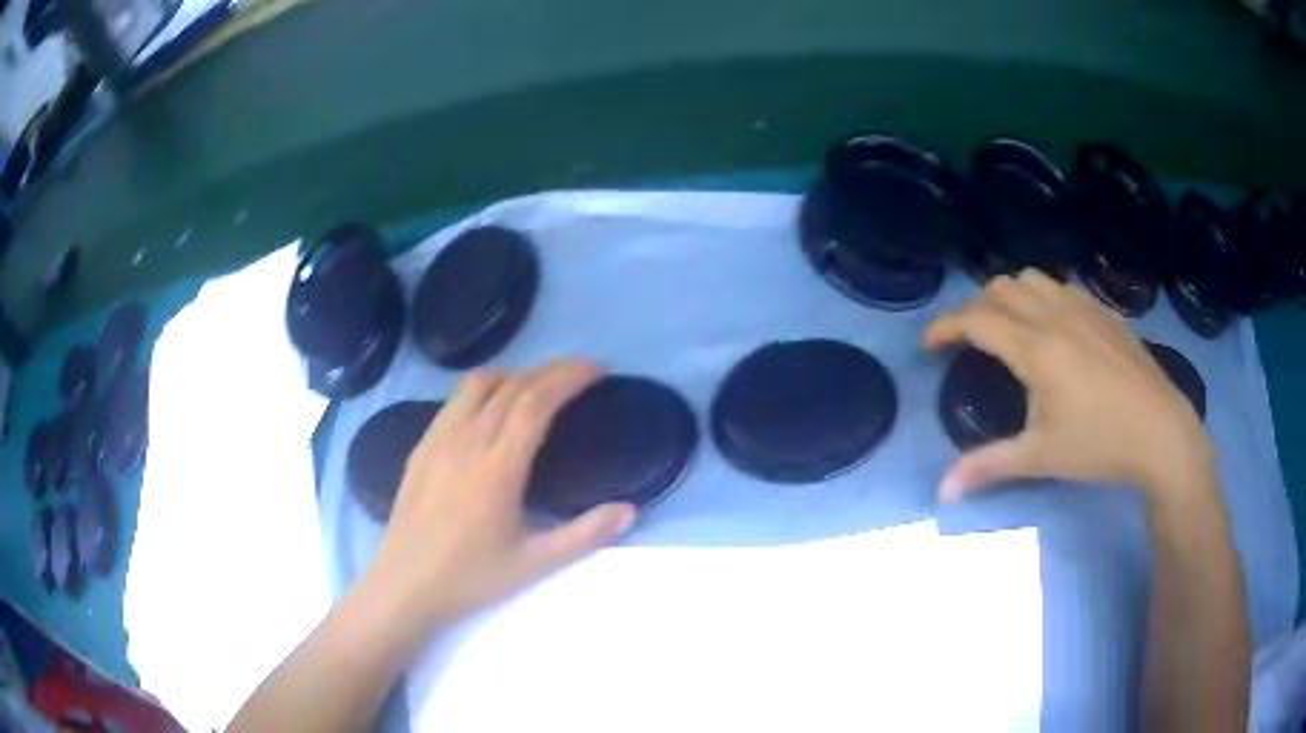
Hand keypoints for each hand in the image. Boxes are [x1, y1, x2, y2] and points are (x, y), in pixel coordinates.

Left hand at [369, 360, 636, 628]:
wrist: (406, 585)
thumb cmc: (471, 577)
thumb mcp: (535, 563)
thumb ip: (586, 535)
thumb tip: (630, 510)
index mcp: (498, 466)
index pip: (537, 402)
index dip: (569, 377)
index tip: (597, 369)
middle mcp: (467, 440)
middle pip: (512, 385)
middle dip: (550, 369)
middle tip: (580, 371)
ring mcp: (438, 439)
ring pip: (478, 384)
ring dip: (515, 374)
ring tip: (539, 385)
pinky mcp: (421, 446)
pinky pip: (455, 400)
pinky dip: (484, 389)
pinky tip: (492, 409)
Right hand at [923, 269, 1215, 503]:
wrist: (1161, 432)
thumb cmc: (1100, 445)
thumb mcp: (1040, 458)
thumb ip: (987, 466)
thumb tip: (941, 492)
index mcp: (1035, 348)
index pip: (976, 320)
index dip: (945, 327)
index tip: (929, 345)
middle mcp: (1054, 315)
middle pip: (1000, 287)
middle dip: (974, 307)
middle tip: (969, 340)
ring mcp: (1083, 308)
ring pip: (1031, 278)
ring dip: (1008, 295)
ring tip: (1008, 326)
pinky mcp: (1104, 312)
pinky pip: (1061, 287)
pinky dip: (1041, 296)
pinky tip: (1052, 327)